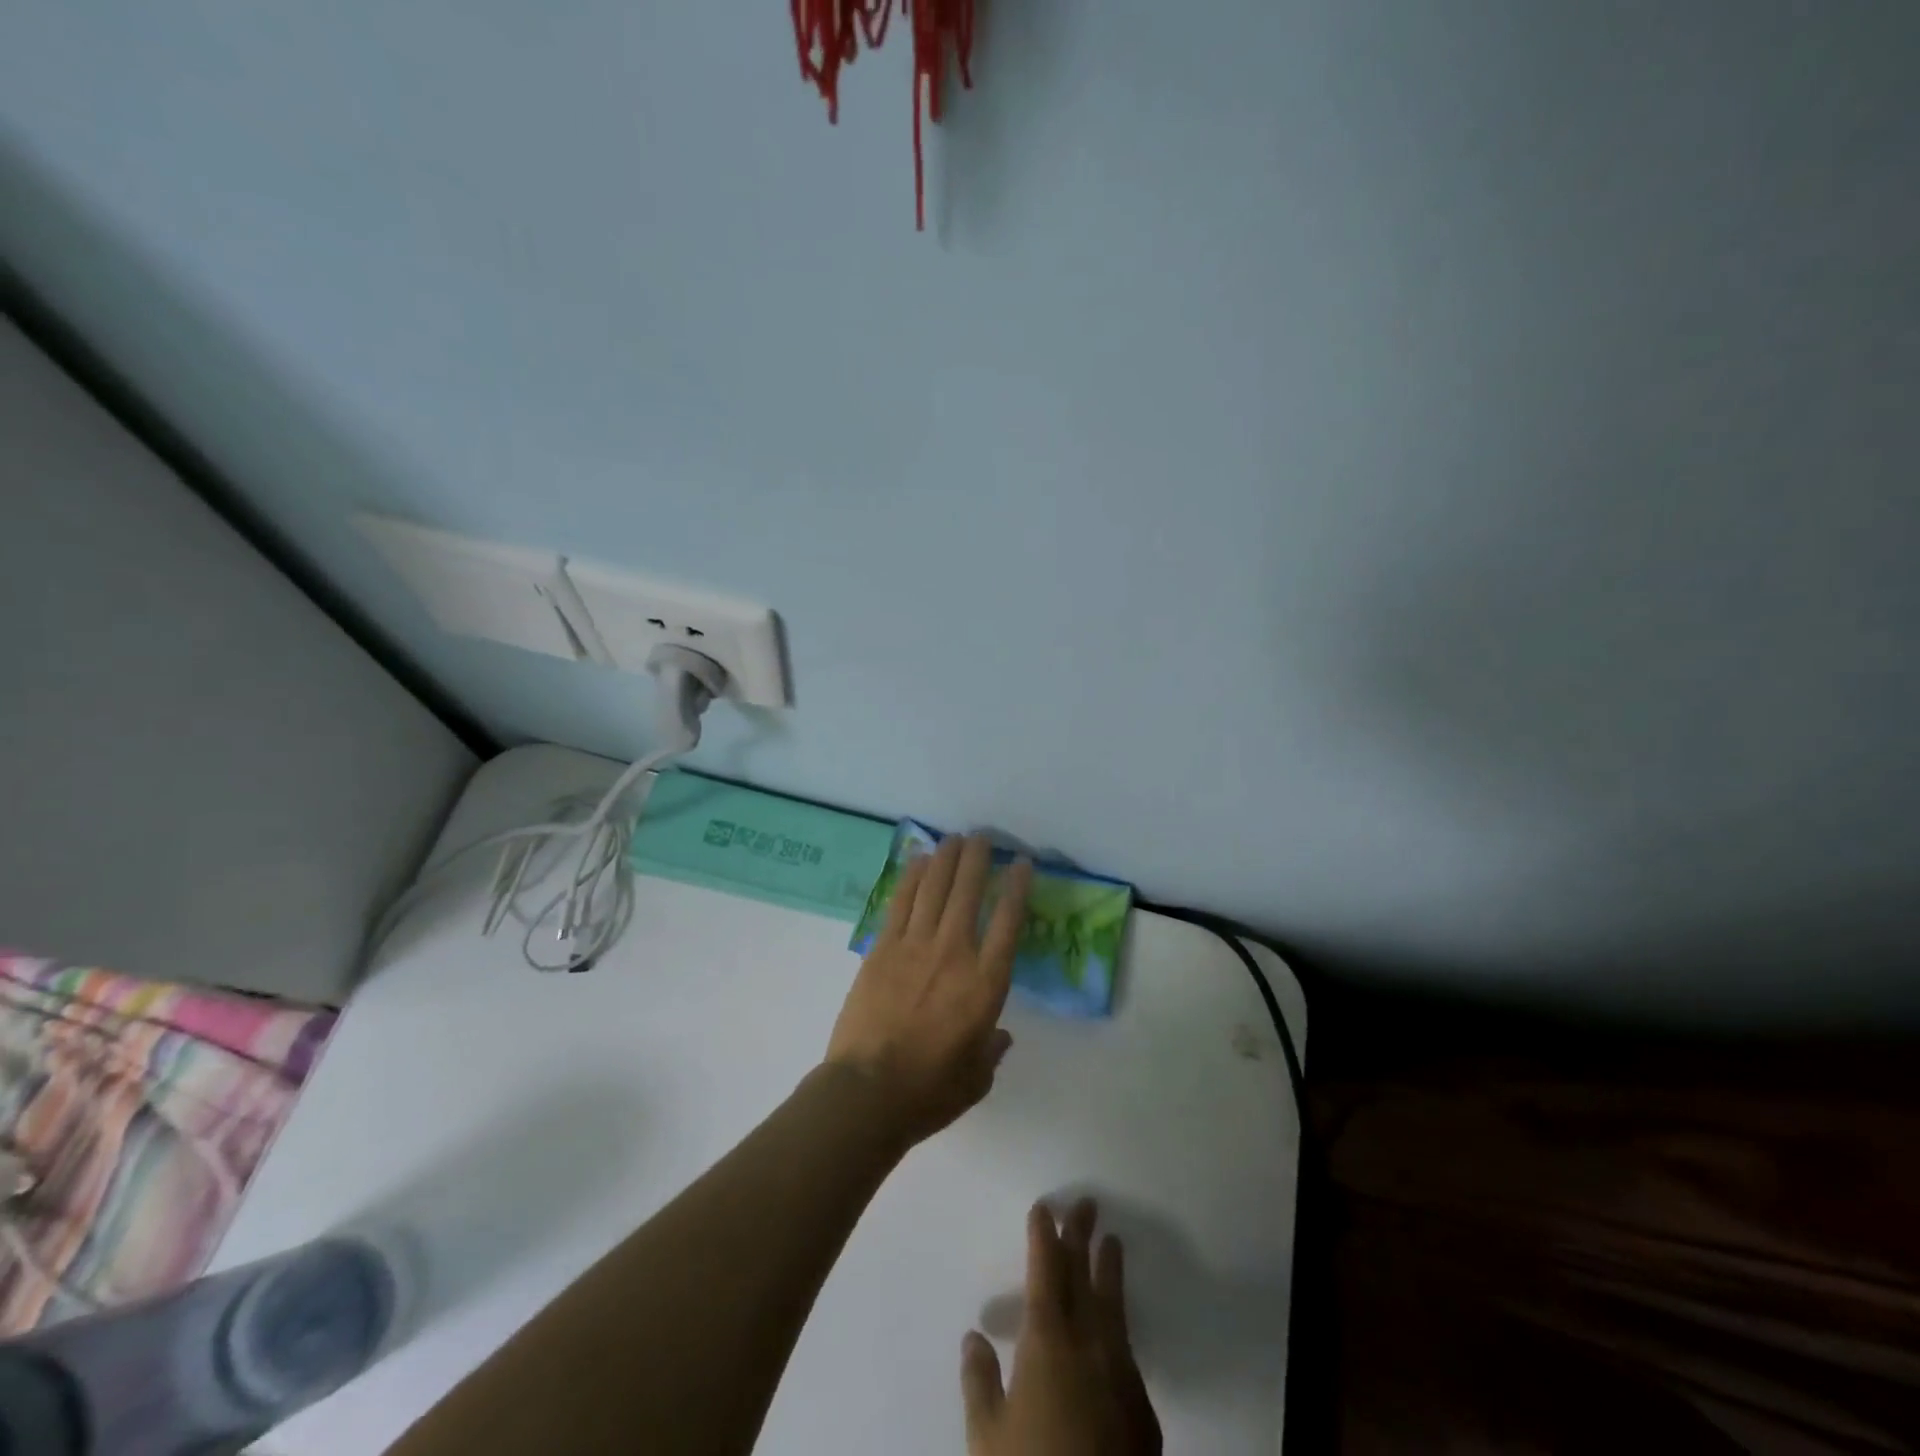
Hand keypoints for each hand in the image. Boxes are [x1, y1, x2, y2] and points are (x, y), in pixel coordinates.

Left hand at [825, 834, 1031, 1147]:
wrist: (867, 1091)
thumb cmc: (929, 1090)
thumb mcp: (976, 1078)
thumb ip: (992, 1050)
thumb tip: (1001, 1035)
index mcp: (985, 984)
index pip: (1008, 923)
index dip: (1016, 887)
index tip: (1021, 863)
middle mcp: (954, 953)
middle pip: (968, 893)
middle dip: (977, 859)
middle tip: (982, 837)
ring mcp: (914, 946)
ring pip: (934, 889)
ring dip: (946, 859)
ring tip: (954, 838)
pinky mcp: (882, 948)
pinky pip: (901, 902)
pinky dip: (912, 877)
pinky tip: (919, 860)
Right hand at [961, 1200, 1160, 1455]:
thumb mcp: (987, 1438)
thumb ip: (979, 1382)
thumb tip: (974, 1336)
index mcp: (1048, 1341)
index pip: (1046, 1272)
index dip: (1044, 1237)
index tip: (1043, 1207)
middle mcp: (1088, 1344)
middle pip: (1084, 1276)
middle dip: (1080, 1237)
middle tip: (1085, 1203)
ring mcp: (1120, 1374)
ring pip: (1113, 1307)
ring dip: (1109, 1271)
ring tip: (1112, 1241)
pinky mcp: (1143, 1408)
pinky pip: (1125, 1347)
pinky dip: (1116, 1322)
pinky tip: (1113, 1325)